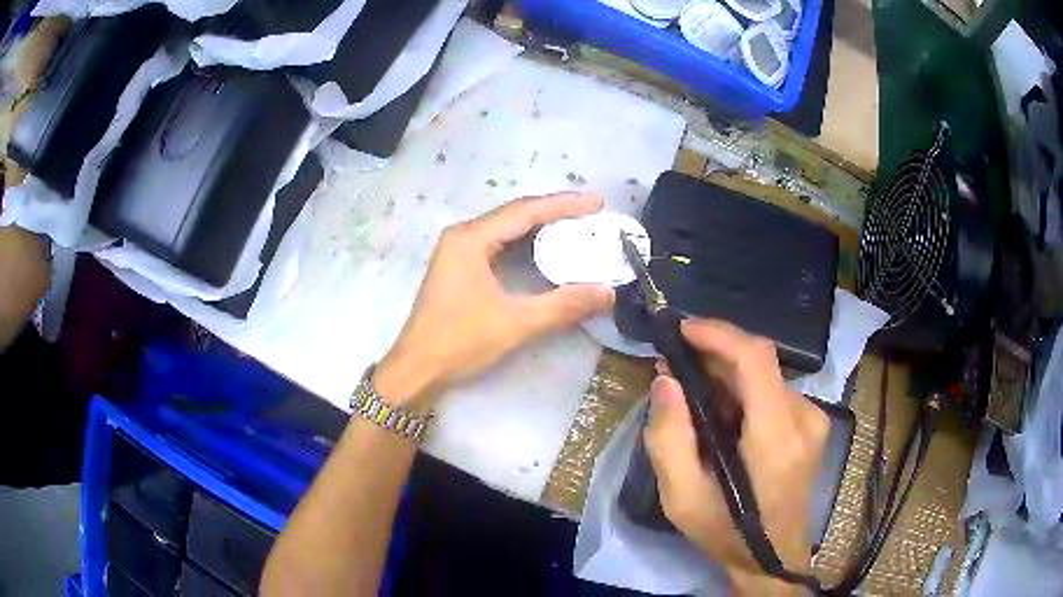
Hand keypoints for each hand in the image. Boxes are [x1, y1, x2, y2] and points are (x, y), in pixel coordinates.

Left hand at [373, 194, 614, 407]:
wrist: (415, 369)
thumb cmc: (459, 343)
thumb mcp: (515, 323)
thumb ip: (563, 305)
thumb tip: (608, 292)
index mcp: (470, 239)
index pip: (525, 211)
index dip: (564, 205)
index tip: (598, 202)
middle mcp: (462, 236)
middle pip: (516, 214)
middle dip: (555, 212)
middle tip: (593, 214)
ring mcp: (458, 251)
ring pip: (507, 229)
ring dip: (541, 227)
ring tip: (577, 227)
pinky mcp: (459, 268)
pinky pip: (498, 245)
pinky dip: (526, 244)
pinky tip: (547, 250)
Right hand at [645, 319, 827, 594]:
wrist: (772, 557)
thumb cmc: (726, 533)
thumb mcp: (682, 499)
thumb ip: (669, 439)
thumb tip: (666, 381)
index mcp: (775, 439)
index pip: (757, 360)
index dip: (720, 335)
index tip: (682, 330)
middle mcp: (804, 419)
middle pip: (760, 361)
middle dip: (714, 353)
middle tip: (672, 363)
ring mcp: (813, 419)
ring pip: (765, 375)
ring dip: (726, 372)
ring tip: (689, 387)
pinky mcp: (812, 423)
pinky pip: (772, 390)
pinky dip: (742, 389)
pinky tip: (719, 409)